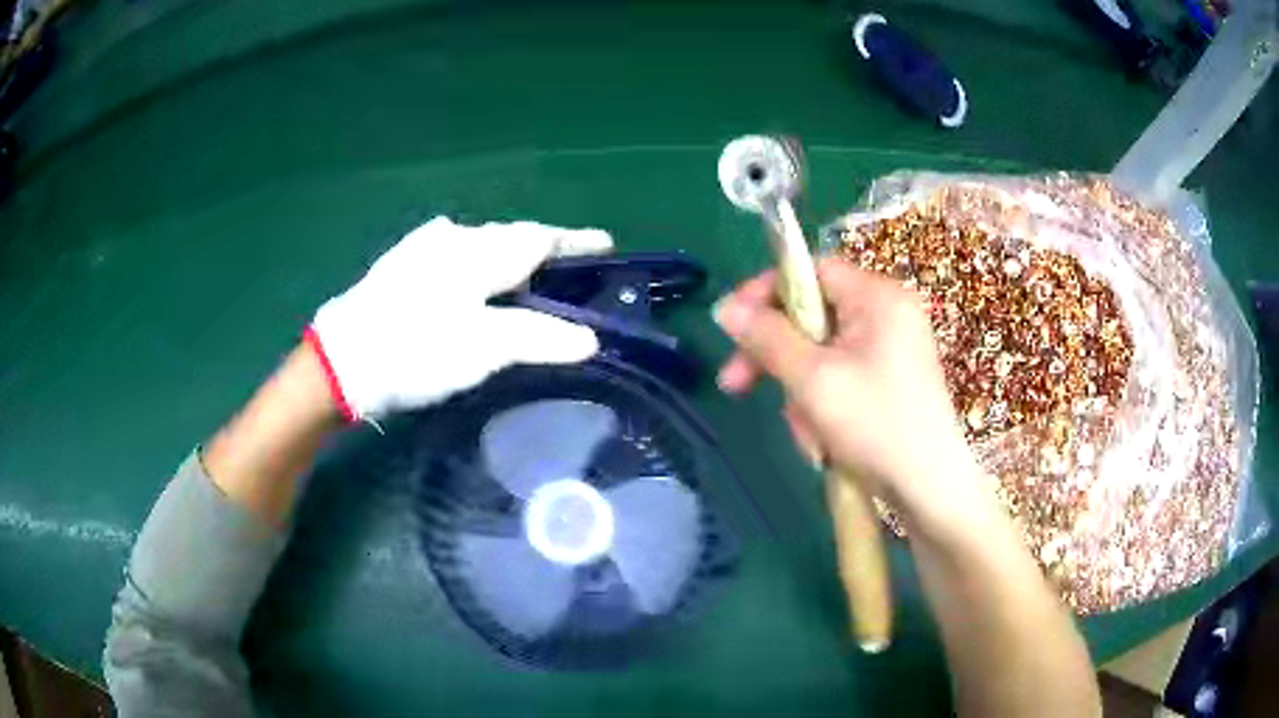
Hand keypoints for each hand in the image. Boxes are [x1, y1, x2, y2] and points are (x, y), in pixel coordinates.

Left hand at [307, 217, 612, 419]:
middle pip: (511, 239)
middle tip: (569, 275)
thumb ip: (541, 338)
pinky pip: (455, 258)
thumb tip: (590, 338)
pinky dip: (477, 270)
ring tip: (526, 286)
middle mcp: (453, 236)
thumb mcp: (485, 348)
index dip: (576, 241)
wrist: (341, 361)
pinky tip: (473, 290)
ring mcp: (422, 247)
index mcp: (479, 249)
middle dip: (543, 253)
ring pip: (481, 247)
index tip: (606, 245)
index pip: (541, 237)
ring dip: (508, 261)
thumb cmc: (417, 350)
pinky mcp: (400, 265)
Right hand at [713, 258, 990, 528]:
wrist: (930, 489)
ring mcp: (890, 348)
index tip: (732, 325)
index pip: (811, 270)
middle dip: (776, 354)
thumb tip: (725, 308)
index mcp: (878, 297)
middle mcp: (887, 312)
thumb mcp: (813, 380)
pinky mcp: (889, 379)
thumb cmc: (876, 426)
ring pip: (820, 353)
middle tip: (736, 384)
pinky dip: (821, 403)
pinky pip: (839, 376)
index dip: (765, 292)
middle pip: (811, 314)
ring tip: (807, 433)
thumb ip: (767, 338)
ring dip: (799, 391)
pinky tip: (822, 440)